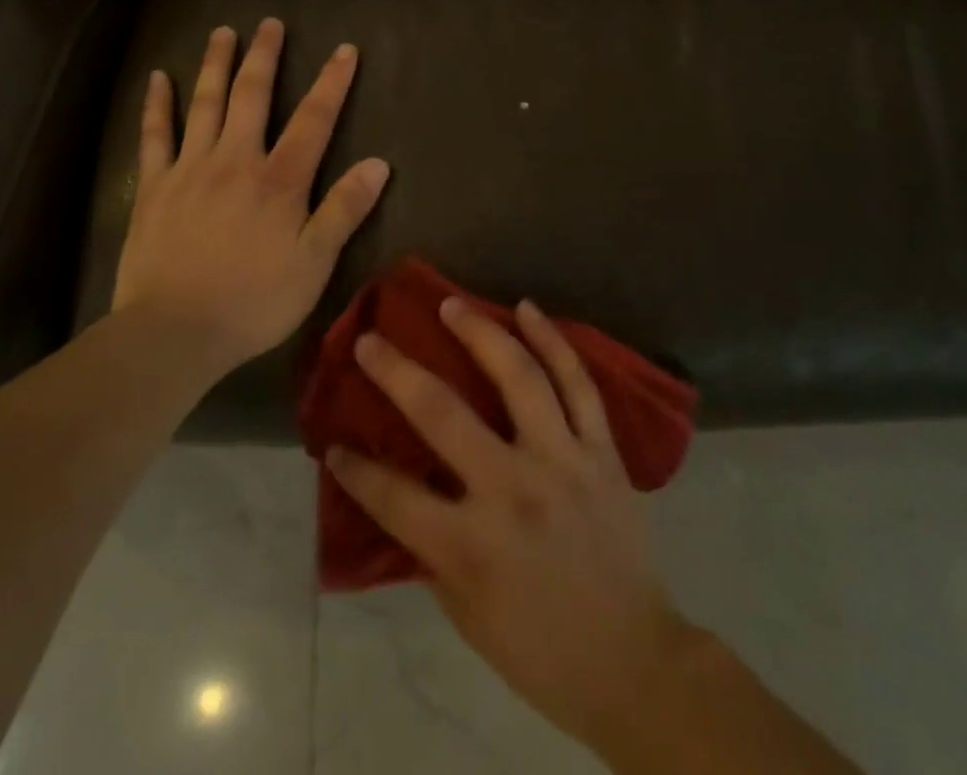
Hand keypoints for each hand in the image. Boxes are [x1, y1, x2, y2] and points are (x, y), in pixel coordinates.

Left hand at [112, 18, 390, 373]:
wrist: (174, 331)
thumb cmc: (254, 301)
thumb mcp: (314, 263)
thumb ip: (344, 210)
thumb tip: (378, 163)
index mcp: (279, 180)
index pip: (313, 120)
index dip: (332, 83)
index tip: (345, 50)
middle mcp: (235, 160)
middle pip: (252, 96)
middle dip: (264, 57)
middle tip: (270, 24)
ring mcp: (190, 169)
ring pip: (205, 104)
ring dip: (215, 65)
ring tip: (223, 32)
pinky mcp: (155, 186)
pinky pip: (155, 135)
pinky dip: (157, 104)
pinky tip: (158, 77)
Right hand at [327, 298, 692, 751]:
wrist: (633, 662)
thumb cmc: (538, 648)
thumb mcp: (465, 612)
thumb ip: (431, 546)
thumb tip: (399, 490)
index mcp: (471, 546)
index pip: (393, 495)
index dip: (356, 468)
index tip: (334, 444)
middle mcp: (513, 490)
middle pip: (442, 414)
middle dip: (396, 372)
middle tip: (370, 339)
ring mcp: (562, 461)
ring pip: (519, 377)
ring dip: (479, 332)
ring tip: (451, 304)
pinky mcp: (601, 450)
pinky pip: (578, 383)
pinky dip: (553, 340)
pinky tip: (527, 309)